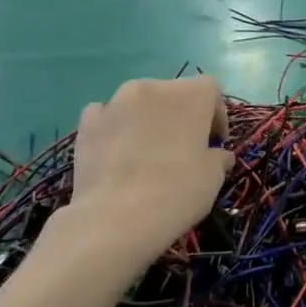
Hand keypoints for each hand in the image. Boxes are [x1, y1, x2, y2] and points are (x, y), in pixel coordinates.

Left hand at [64, 77, 232, 262]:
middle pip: (173, 93)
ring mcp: (115, 102)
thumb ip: (218, 158)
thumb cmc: (177, 191)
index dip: (216, 115)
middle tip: (183, 149)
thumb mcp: (214, 177)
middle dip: (180, 116)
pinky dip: (115, 128)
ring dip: (147, 120)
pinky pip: (107, 116)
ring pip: (139, 103)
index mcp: (190, 94)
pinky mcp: (87, 123)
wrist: (116, 218)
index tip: (214, 142)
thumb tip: (217, 156)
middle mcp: (153, 87)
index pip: (210, 89)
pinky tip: (117, 153)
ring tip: (147, 152)